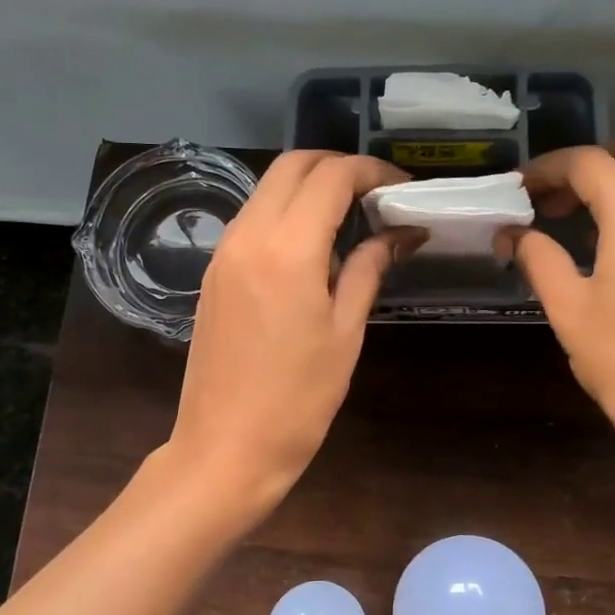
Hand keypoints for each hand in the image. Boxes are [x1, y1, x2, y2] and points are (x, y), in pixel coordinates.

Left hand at [167, 150, 419, 513]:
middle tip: (376, 194)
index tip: (401, 190)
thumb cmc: (298, 400)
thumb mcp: (345, 333)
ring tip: (351, 217)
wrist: (225, 448)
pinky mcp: (214, 272)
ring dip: (310, 187)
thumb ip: (368, 269)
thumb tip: (399, 233)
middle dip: (338, 167)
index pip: (331, 177)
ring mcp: (224, 252)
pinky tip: (313, 245)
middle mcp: (247, 236)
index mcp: (286, 250)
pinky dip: (286, 212)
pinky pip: (252, 219)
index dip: (372, 173)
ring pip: (267, 189)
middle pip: (292, 166)